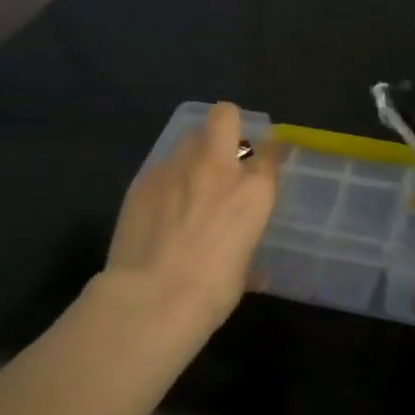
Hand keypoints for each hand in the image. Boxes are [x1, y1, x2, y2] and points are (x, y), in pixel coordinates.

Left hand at [105, 102, 284, 329]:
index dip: (272, 151)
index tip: (269, 158)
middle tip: (225, 151)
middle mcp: (217, 168)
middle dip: (228, 125)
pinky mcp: (142, 180)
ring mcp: (176, 168)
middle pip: (225, 116)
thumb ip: (250, 262)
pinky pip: (161, 166)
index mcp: (253, 191)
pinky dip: (166, 179)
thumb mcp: (241, 274)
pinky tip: (160, 205)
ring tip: (189, 179)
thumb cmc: (211, 291)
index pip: (271, 151)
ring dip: (194, 151)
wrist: (152, 297)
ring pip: (188, 136)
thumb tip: (257, 275)